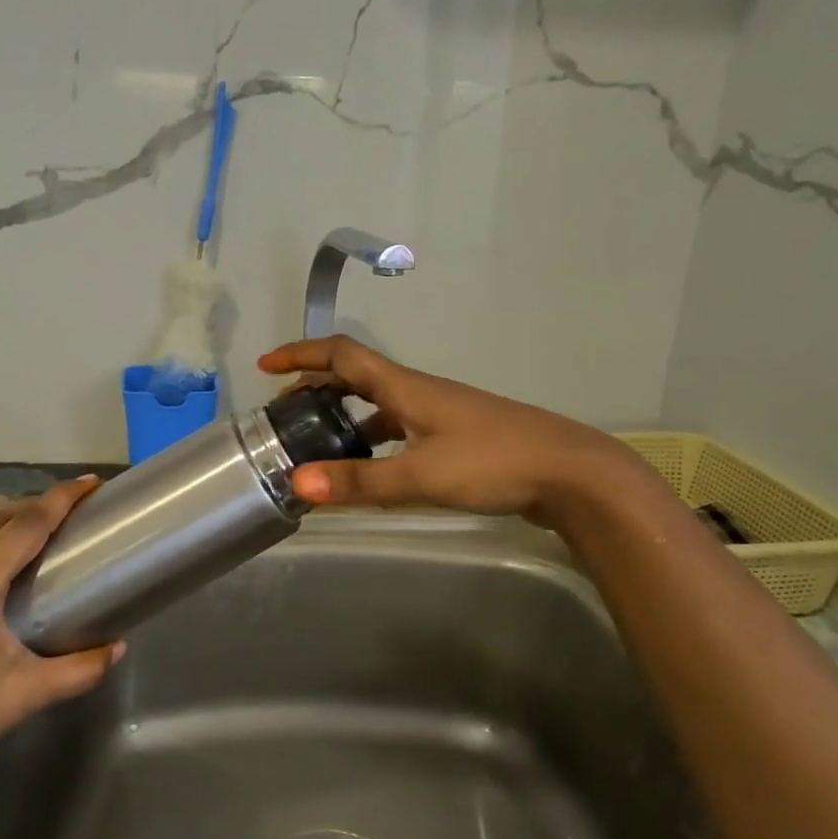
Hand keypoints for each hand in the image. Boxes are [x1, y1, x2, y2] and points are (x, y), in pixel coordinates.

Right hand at [258, 336, 648, 520]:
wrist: (571, 474)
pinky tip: (373, 469)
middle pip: (358, 376)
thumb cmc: (493, 463)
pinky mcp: (459, 439)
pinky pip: (401, 430)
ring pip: (381, 406)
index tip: (266, 365)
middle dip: (317, 386)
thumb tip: (296, 484)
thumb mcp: (419, 476)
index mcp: (406, 388)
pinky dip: (375, 441)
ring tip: (319, 442)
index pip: (343, 355)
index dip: (301, 354)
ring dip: (346, 416)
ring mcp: (442, 415)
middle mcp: (420, 393)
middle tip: (286, 411)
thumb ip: (358, 482)